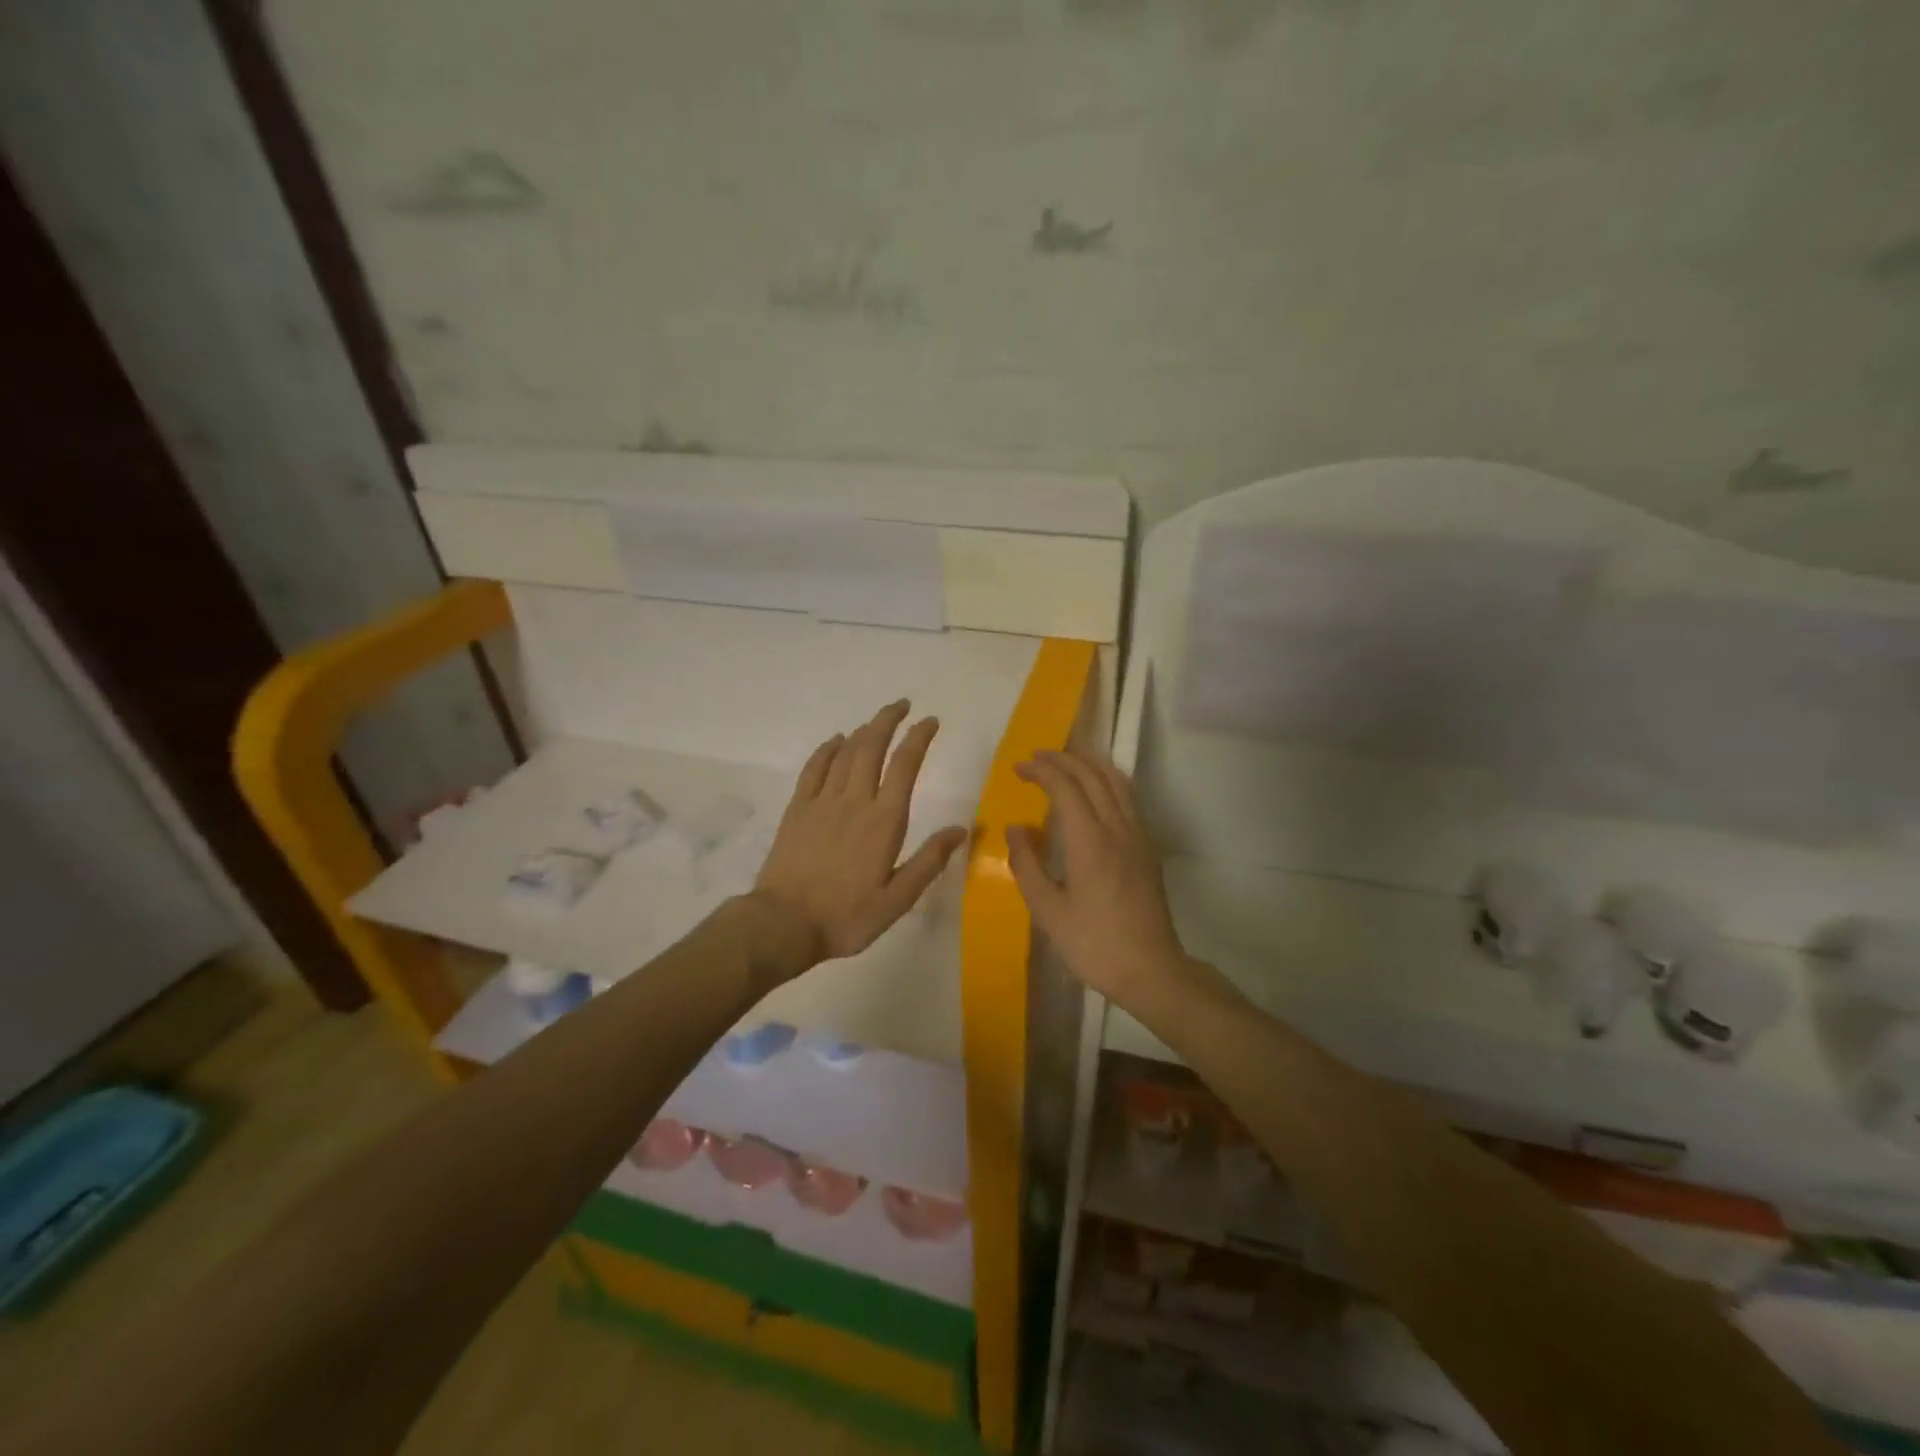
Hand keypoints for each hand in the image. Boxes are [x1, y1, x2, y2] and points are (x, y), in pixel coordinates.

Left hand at [747, 701, 967, 980]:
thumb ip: (929, 861)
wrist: (784, 924)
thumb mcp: (898, 899)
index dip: (919, 738)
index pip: (905, 766)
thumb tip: (961, 829)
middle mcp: (854, 801)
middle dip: (888, 720)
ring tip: (876, 720)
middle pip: (872, 747)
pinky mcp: (797, 809)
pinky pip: (814, 768)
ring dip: (863, 730)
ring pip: (845, 753)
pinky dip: (827, 749)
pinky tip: (836, 741)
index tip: (930, 721)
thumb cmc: (847, 916)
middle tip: (902, 704)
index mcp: (884, 821)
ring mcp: (822, 802)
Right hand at [1006, 750, 1194, 1009]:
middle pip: (1092, 775)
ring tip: (1067, 760)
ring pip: (1116, 782)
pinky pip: (1128, 798)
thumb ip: (1027, 864)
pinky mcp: (1147, 849)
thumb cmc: (1093, 944)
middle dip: (1063, 759)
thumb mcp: (1047, 911)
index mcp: (1090, 840)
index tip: (1019, 768)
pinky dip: (1108, 780)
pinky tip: (1097, 791)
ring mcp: (1137, 836)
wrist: (1151, 970)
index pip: (1066, 787)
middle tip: (1036, 757)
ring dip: (1090, 764)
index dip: (1041, 770)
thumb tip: (1015, 827)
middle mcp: (1117, 828)